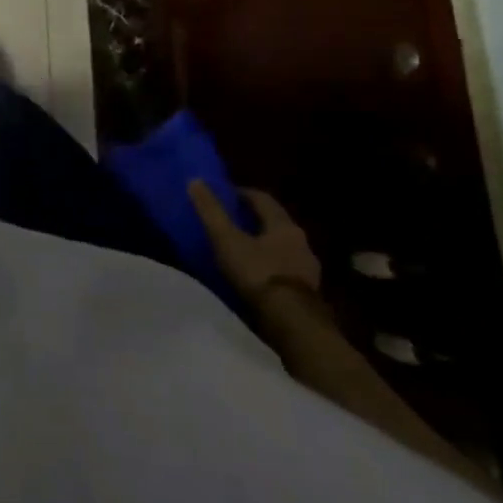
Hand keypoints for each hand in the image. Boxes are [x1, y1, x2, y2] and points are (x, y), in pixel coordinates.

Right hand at [190, 181, 320, 307]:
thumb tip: (195, 180)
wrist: (292, 322)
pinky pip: (285, 269)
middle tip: (229, 220)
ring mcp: (307, 268)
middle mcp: (301, 242)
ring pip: (282, 247)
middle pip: (275, 222)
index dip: (242, 194)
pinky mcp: (307, 291)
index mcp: (284, 225)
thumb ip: (211, 211)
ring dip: (263, 244)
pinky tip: (255, 275)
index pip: (263, 199)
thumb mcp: (227, 239)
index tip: (224, 195)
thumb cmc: (258, 273)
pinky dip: (269, 266)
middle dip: (253, 219)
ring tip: (240, 249)